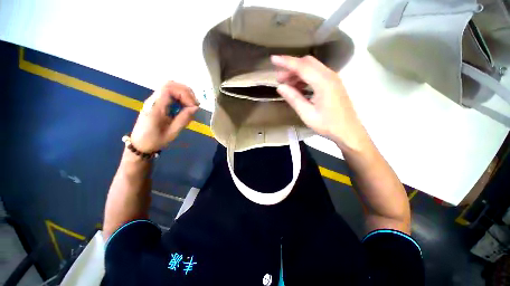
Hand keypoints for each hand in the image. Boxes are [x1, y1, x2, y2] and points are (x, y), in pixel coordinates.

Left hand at [130, 81, 198, 152]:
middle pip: (170, 84)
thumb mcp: (172, 132)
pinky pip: (170, 94)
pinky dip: (181, 97)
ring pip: (171, 87)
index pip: (169, 89)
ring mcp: (155, 100)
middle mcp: (154, 100)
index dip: (184, 94)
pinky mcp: (157, 102)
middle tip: (195, 105)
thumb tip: (195, 108)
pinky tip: (185, 107)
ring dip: (184, 94)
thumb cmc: (155, 140)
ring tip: (191, 106)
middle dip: (186, 92)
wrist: (140, 144)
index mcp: (155, 108)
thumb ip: (183, 119)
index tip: (193, 106)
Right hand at [271, 55, 368, 149]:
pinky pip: (317, 74)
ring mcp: (333, 79)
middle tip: (279, 78)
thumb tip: (280, 87)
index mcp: (323, 82)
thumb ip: (294, 98)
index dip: (286, 62)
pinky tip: (298, 87)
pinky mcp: (333, 84)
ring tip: (286, 84)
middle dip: (291, 67)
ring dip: (298, 73)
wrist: (348, 131)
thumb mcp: (307, 114)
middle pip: (308, 63)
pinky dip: (305, 77)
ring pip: (312, 68)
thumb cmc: (327, 125)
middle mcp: (329, 75)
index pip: (302, 66)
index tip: (273, 59)